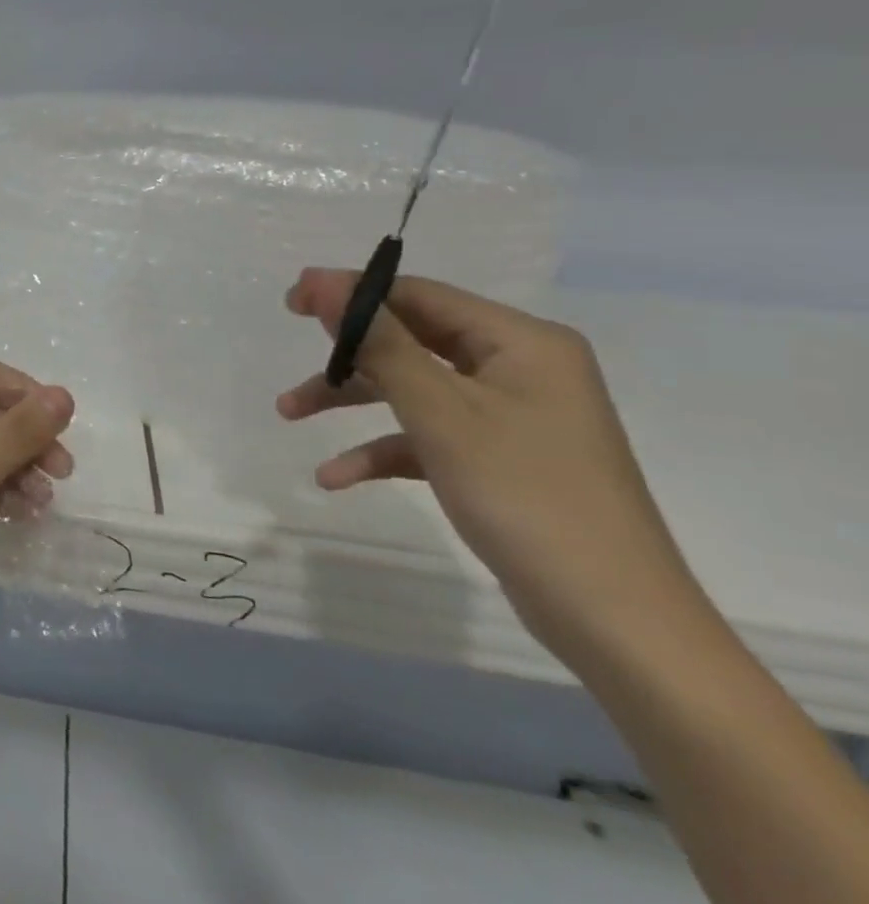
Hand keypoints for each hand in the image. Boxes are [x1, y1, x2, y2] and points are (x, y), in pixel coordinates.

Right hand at [276, 268, 703, 667]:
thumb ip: (379, 343)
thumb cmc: (525, 496)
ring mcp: (512, 416)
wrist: (614, 620)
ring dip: (352, 400)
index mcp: (521, 342)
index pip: (419, 296)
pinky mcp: (500, 459)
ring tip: (289, 413)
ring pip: (413, 388)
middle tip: (292, 351)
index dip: (351, 293)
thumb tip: (324, 282)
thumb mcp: (441, 413)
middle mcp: (519, 368)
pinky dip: (383, 448)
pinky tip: (335, 476)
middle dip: (347, 354)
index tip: (290, 303)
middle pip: (412, 341)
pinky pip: (428, 435)